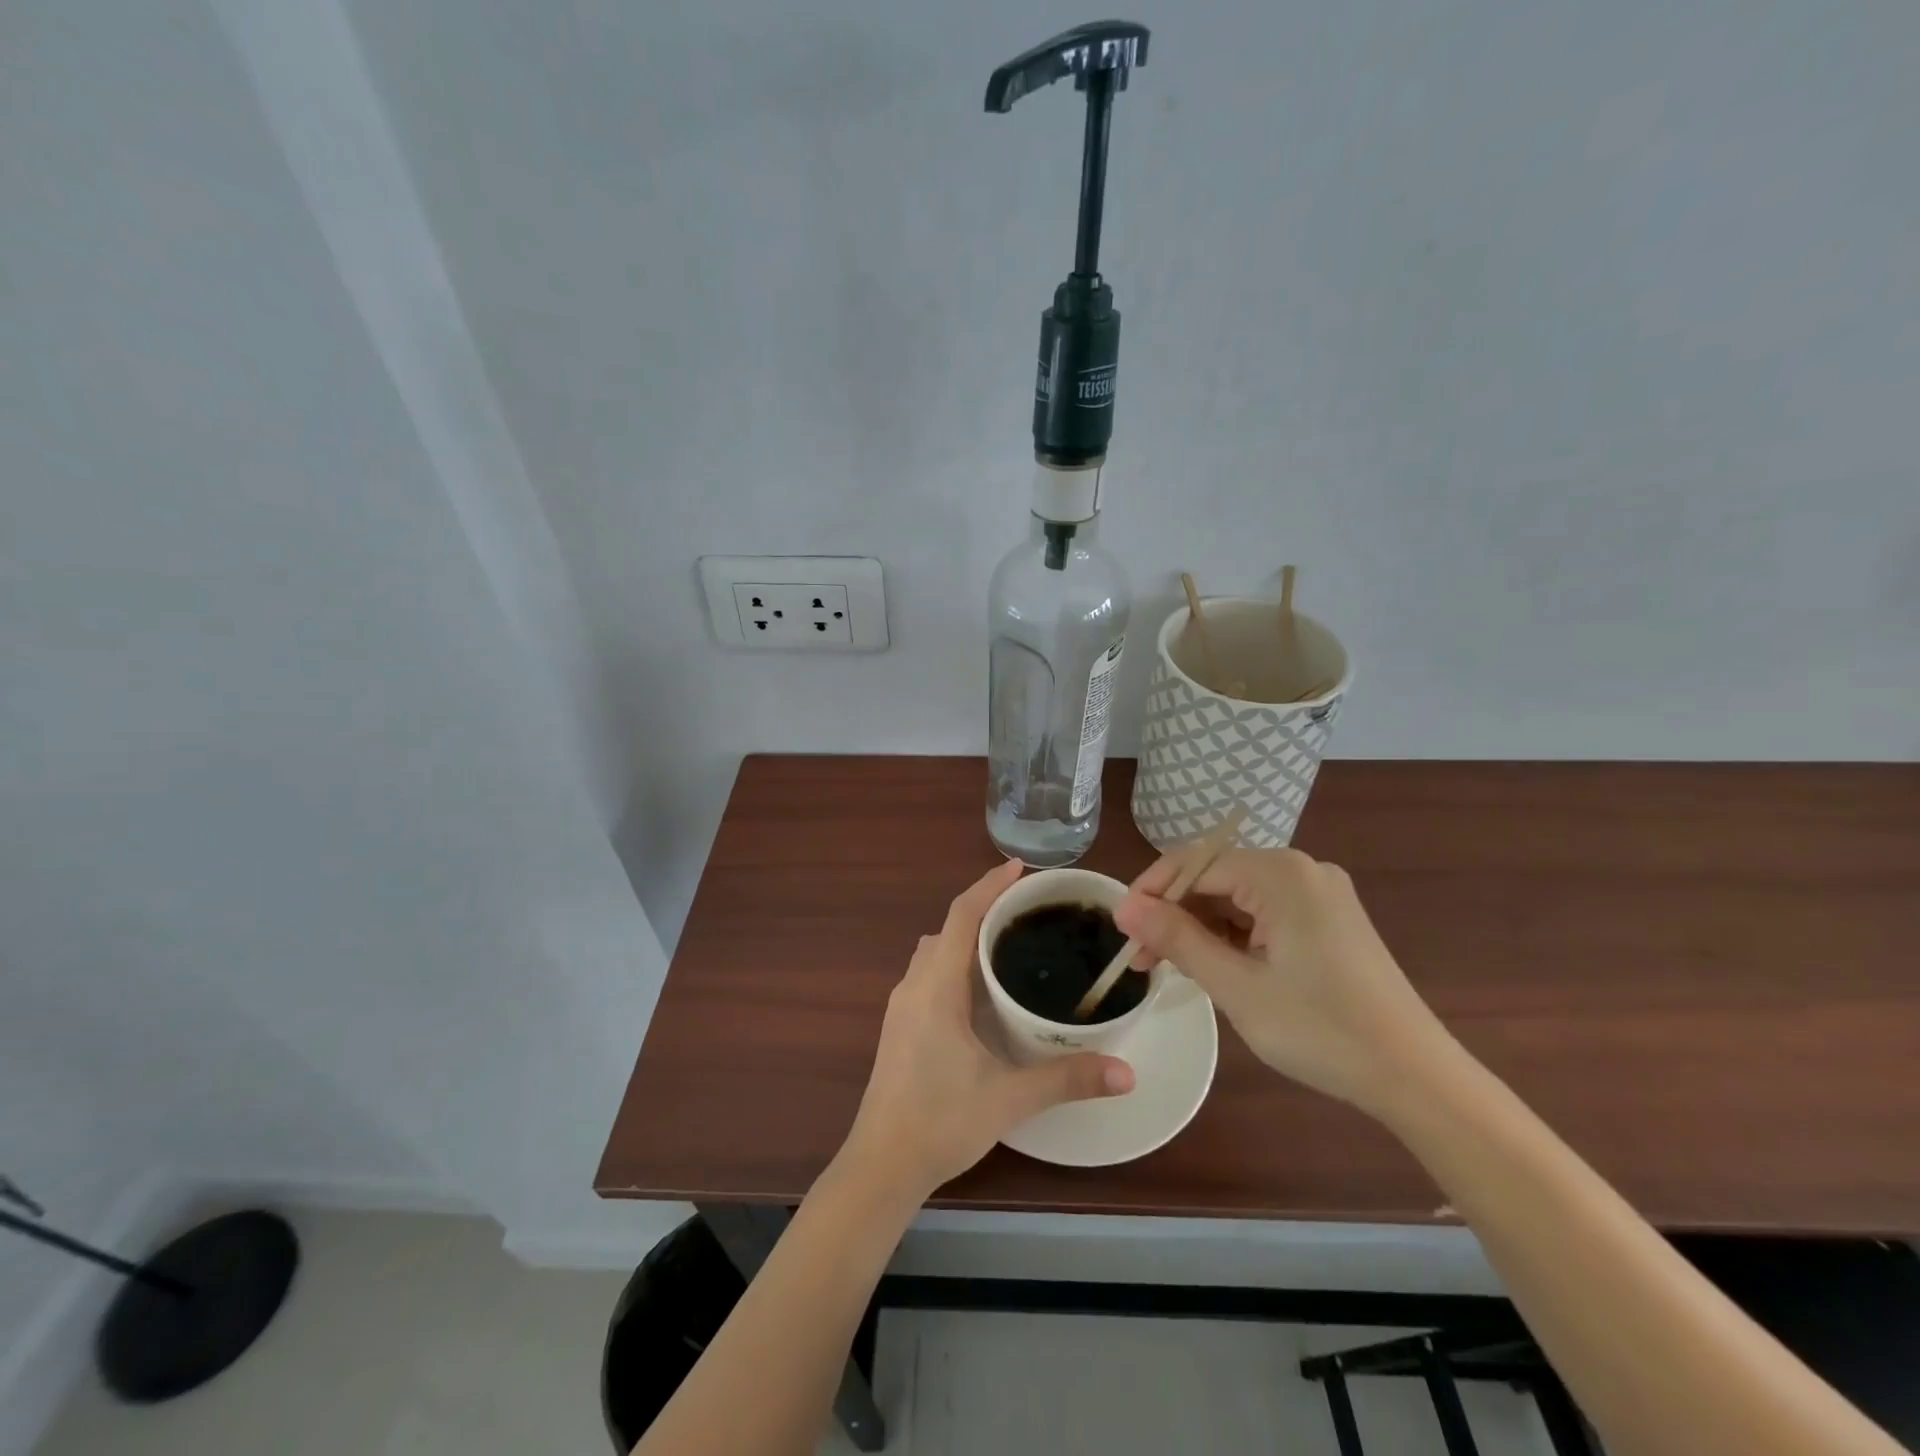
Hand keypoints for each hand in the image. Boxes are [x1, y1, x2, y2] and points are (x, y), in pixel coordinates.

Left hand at [841, 859, 1134, 1201]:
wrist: (881, 1165)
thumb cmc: (940, 1121)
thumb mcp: (1009, 1098)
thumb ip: (1068, 1079)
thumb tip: (1127, 1072)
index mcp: (936, 987)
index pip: (961, 916)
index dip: (989, 886)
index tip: (1019, 867)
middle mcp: (913, 986)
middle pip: (947, 929)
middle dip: (982, 909)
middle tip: (1026, 910)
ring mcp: (901, 1007)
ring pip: (934, 952)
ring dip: (965, 938)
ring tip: (1007, 945)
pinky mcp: (899, 1027)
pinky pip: (928, 975)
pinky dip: (954, 963)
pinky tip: (981, 992)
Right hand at [1113, 848, 1453, 1118]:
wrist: (1416, 1078)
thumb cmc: (1321, 1029)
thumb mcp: (1236, 986)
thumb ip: (1177, 938)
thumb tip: (1125, 906)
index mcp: (1281, 874)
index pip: (1195, 864)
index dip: (1151, 892)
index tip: (1119, 928)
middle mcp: (1302, 870)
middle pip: (1217, 878)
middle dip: (1175, 913)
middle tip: (1142, 958)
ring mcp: (1320, 895)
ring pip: (1239, 898)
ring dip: (1201, 927)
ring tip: (1171, 966)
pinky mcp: (1329, 920)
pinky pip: (1265, 913)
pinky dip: (1234, 936)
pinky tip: (1216, 965)